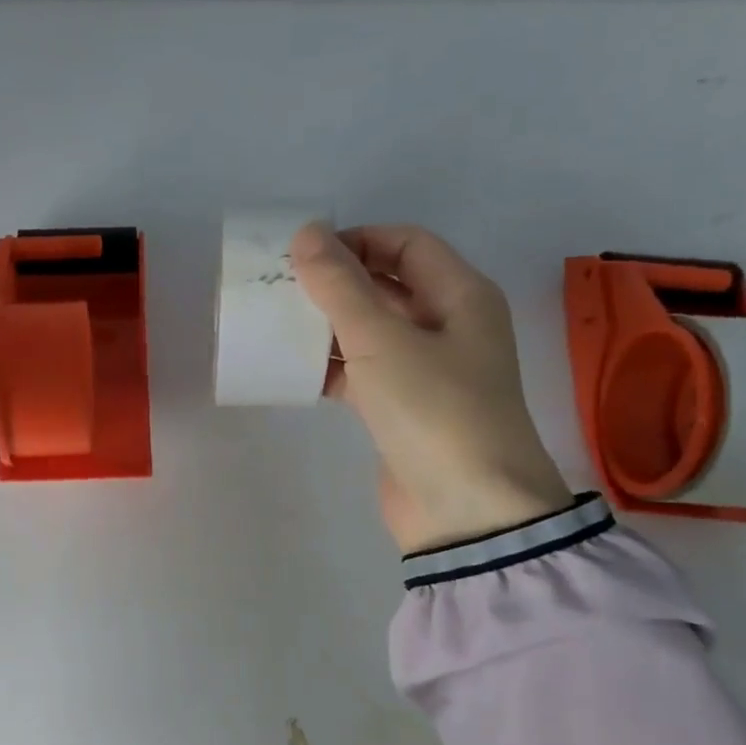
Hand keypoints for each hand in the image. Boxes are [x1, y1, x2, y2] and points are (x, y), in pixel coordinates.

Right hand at [290, 223, 570, 552]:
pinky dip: (332, 367)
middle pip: (387, 285)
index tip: (306, 256)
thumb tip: (307, 233)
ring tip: (279, 325)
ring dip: (329, 326)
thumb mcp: (382, 340)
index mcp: (461, 296)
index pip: (406, 244)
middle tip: (283, 287)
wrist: (466, 511)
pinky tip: (293, 371)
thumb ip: (340, 286)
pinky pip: (363, 372)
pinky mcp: (404, 408)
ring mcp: (427, 370)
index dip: (357, 240)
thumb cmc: (433, 410)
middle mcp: (449, 326)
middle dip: (337, 283)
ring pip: (371, 330)